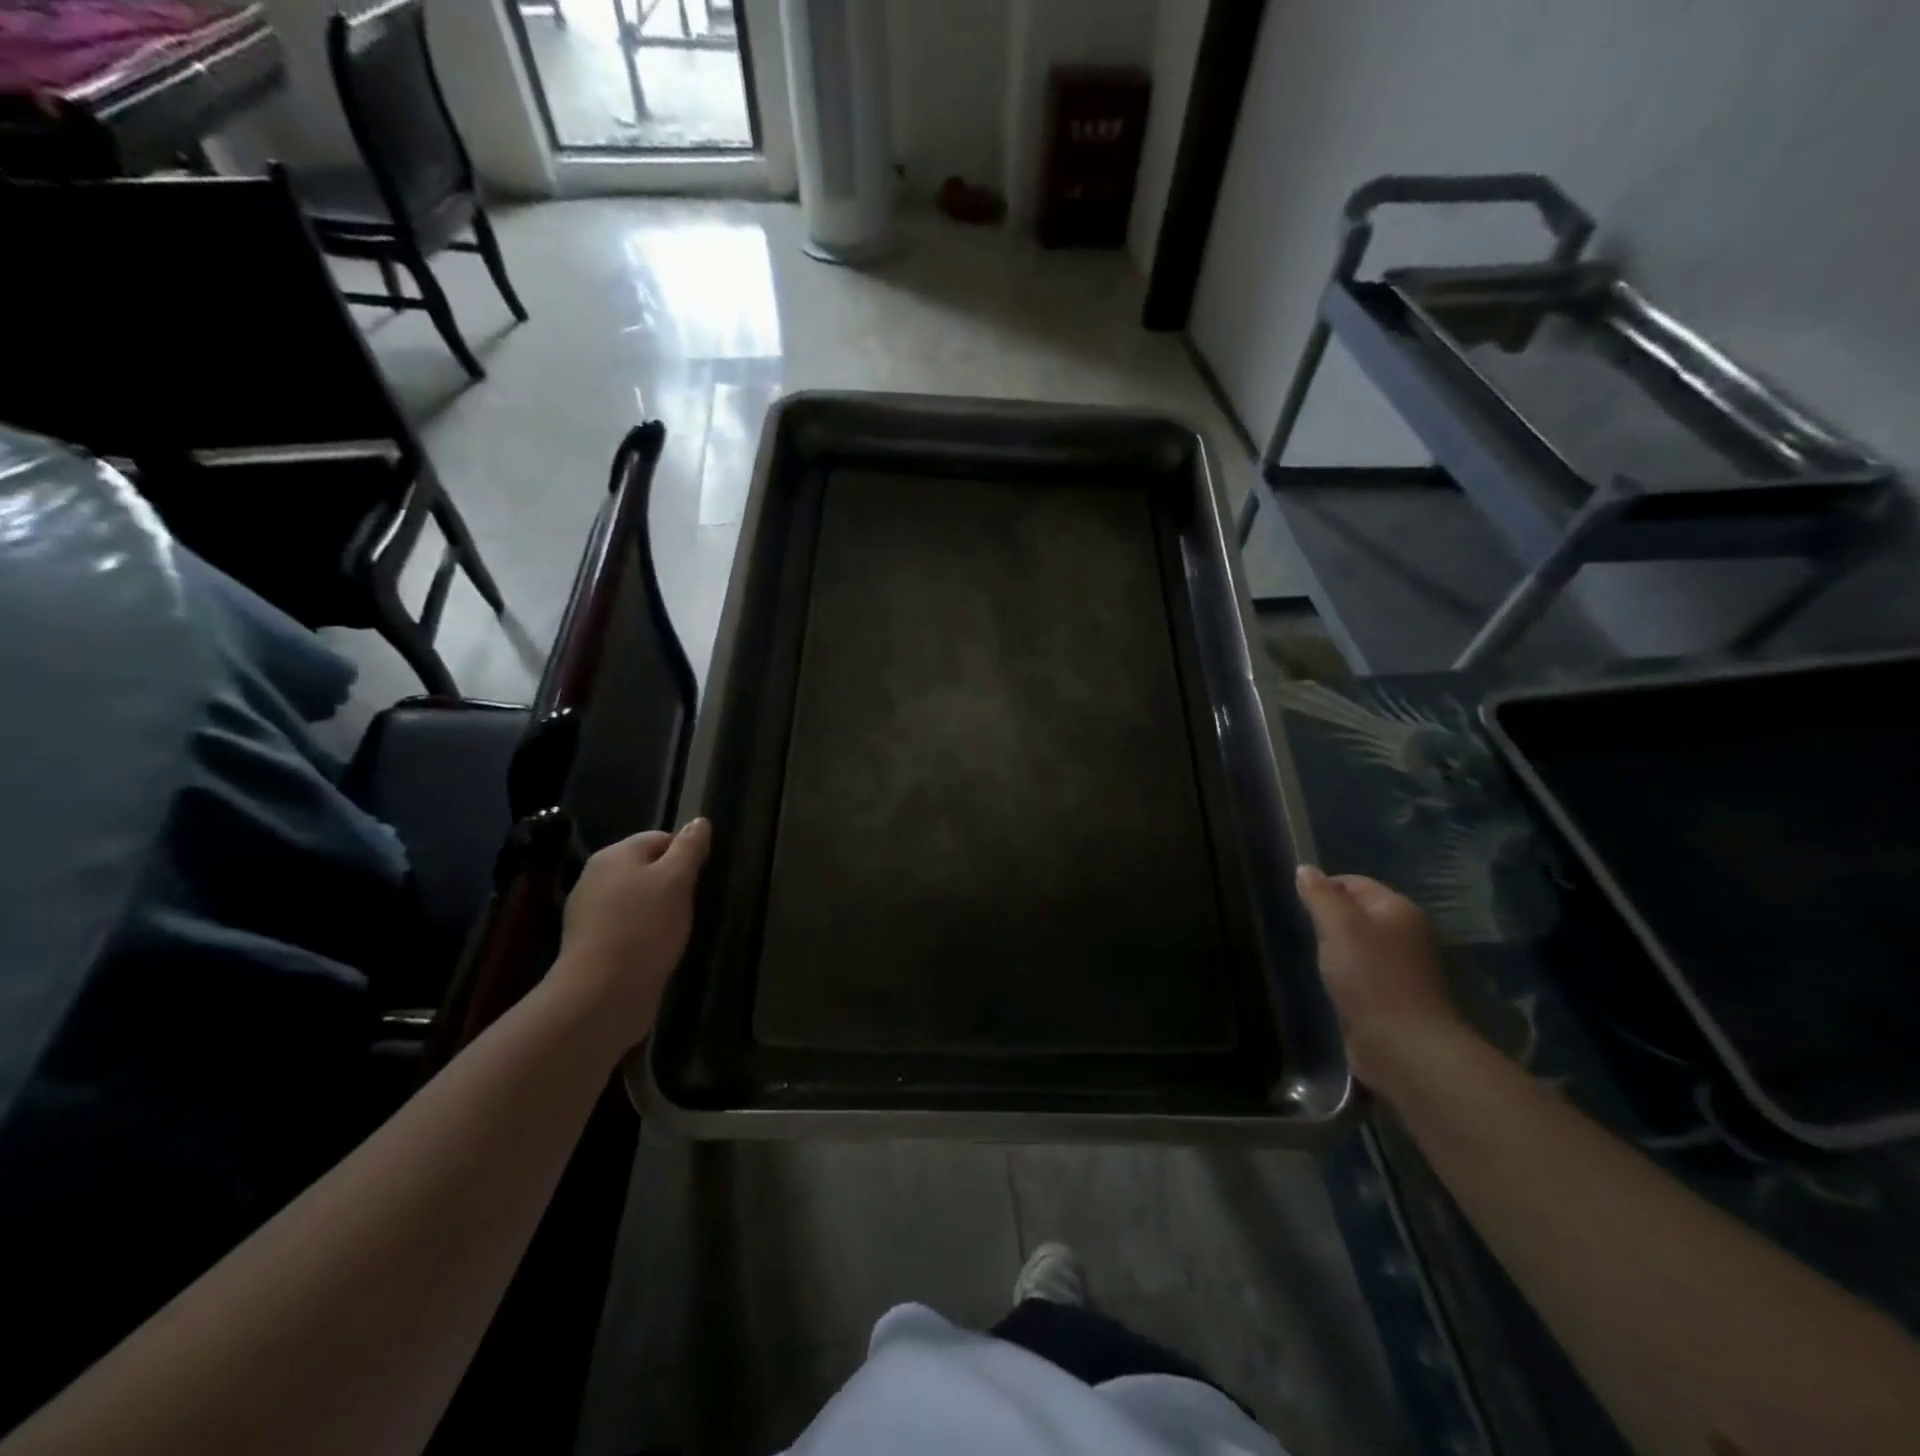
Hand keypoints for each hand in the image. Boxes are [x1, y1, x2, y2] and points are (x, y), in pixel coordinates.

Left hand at [549, 818, 710, 1050]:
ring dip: (658, 910)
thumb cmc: (645, 927)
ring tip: (676, 930)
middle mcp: (595, 878)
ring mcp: (589, 913)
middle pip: (646, 868)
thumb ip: (689, 849)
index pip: (659, 838)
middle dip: (672, 884)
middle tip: (691, 905)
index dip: (685, 854)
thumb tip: (699, 821)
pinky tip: (656, 949)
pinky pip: (626, 927)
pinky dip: (644, 933)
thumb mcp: (677, 880)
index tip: (700, 879)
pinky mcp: (591, 945)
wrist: (602, 993)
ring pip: (636, 899)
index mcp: (614, 855)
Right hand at [1294, 865, 1471, 1094]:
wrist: (1403, 1045)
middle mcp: (1407, 933)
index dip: (1324, 887)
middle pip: (1359, 912)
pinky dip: (1345, 973)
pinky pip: (1363, 972)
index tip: (1297, 904)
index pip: (1355, 882)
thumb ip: (1320, 895)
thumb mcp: (1338, 926)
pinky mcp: (1395, 996)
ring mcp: (1404, 967)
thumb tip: (1305, 869)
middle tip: (1302, 930)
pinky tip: (1330, 982)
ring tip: (1313, 957)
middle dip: (1329, 918)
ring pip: (1359, 944)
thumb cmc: (1370, 976)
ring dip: (1336, 948)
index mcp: (1399, 909)